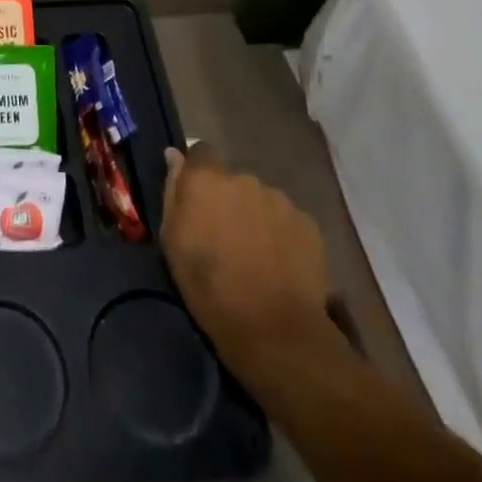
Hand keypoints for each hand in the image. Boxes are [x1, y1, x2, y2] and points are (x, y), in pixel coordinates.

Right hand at [162, 144, 336, 380]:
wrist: (274, 330)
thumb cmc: (209, 286)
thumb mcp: (173, 241)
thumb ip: (173, 191)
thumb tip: (174, 155)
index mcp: (206, 179)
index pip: (201, 151)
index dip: (199, 171)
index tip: (197, 198)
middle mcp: (244, 179)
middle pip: (233, 180)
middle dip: (229, 200)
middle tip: (226, 236)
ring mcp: (279, 200)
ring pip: (261, 200)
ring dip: (256, 216)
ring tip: (257, 254)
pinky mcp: (308, 224)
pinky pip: (287, 220)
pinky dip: (281, 234)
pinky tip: (280, 263)